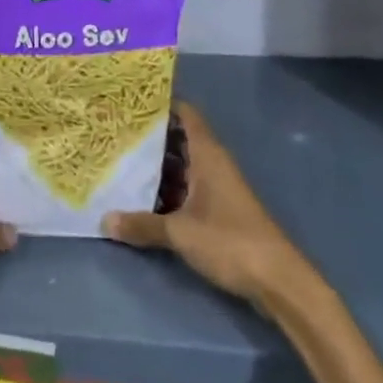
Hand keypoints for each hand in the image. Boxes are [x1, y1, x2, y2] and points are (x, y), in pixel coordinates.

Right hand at [104, 101, 308, 305]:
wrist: (277, 280)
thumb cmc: (229, 241)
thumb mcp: (180, 232)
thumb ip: (142, 224)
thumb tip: (105, 220)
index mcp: (208, 154)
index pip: (185, 114)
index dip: (161, 104)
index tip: (131, 102)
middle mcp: (213, 164)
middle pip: (180, 139)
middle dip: (150, 137)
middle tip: (115, 132)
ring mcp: (218, 187)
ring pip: (183, 166)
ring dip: (157, 166)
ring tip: (120, 161)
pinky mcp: (220, 211)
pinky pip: (188, 189)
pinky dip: (168, 189)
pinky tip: (143, 198)